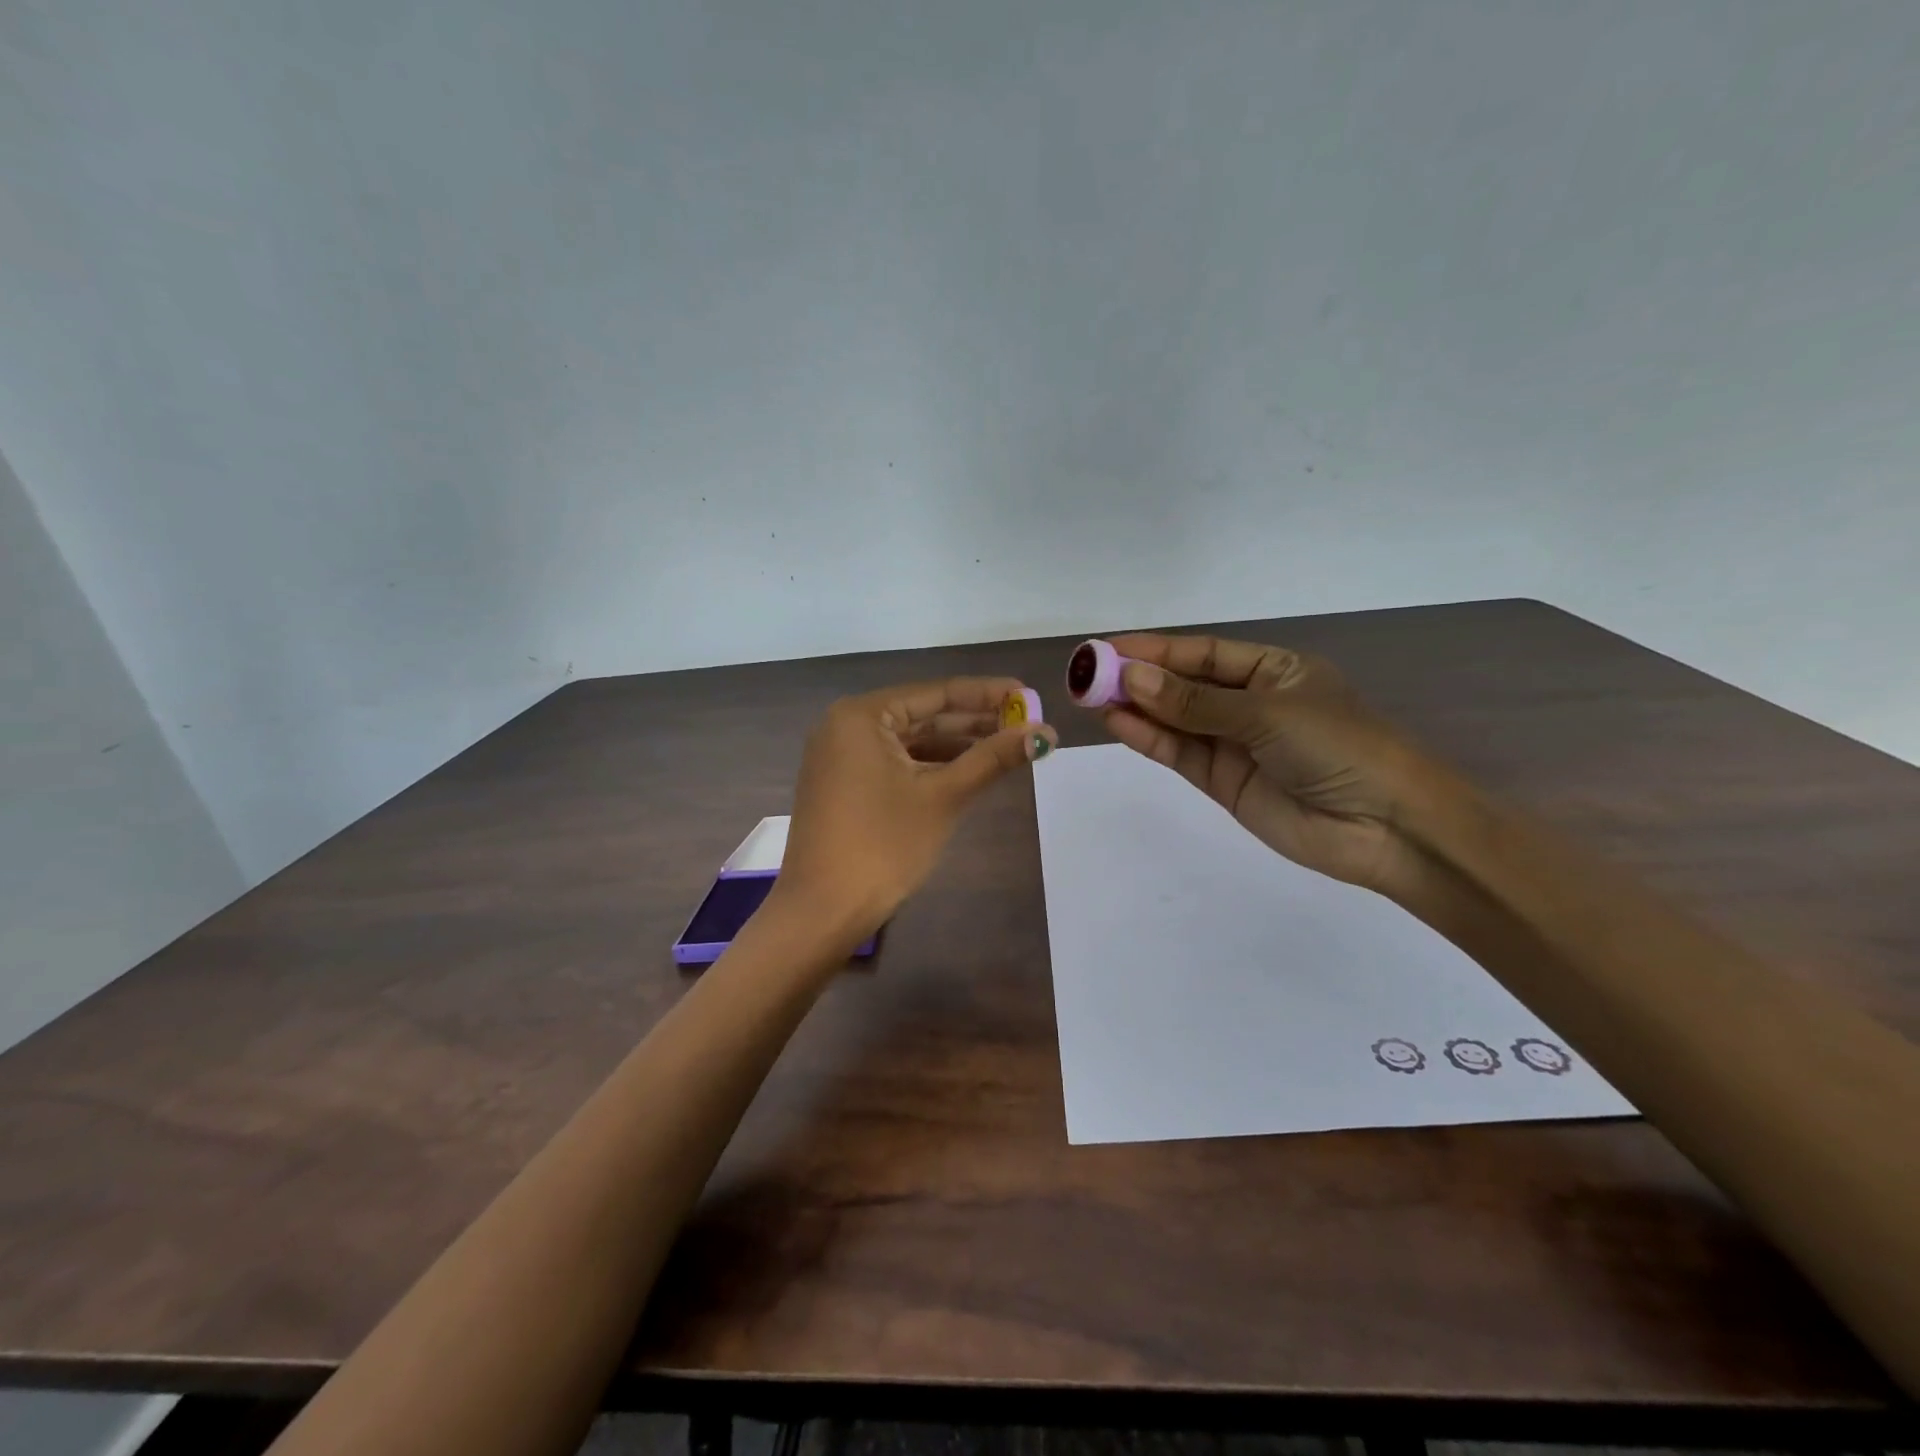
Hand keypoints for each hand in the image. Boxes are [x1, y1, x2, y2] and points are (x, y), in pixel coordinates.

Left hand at [773, 677, 1057, 944]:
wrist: (824, 910)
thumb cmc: (883, 845)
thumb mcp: (944, 797)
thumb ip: (993, 758)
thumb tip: (1045, 733)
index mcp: (862, 716)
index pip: (936, 694)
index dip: (987, 695)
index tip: (1029, 695)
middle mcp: (846, 726)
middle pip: (923, 716)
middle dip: (975, 722)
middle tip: (1027, 724)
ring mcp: (841, 757)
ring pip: (911, 742)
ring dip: (957, 746)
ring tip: (1008, 747)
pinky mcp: (844, 785)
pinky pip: (895, 763)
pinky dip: (931, 767)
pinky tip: (969, 771)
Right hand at [1099, 634, 1435, 893]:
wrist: (1385, 827)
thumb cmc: (1338, 747)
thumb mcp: (1266, 713)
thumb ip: (1195, 702)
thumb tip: (1132, 679)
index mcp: (1273, 670)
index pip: (1204, 653)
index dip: (1156, 649)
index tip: (1108, 647)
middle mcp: (1250, 703)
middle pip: (1184, 685)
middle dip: (1138, 678)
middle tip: (1087, 674)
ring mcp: (1235, 743)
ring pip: (1176, 719)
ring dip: (1136, 708)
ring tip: (1090, 696)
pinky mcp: (1224, 781)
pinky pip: (1180, 753)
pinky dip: (1149, 739)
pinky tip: (1117, 723)